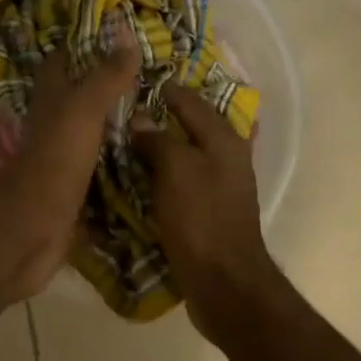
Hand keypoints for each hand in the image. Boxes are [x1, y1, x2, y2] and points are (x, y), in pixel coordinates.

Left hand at [0, 38, 138, 299]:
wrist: (33, 227)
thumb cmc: (55, 160)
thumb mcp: (83, 109)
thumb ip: (106, 76)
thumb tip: (127, 35)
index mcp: (52, 98)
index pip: (64, 59)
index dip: (85, 43)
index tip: (120, 32)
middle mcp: (55, 123)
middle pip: (80, 95)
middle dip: (109, 83)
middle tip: (150, 75)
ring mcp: (64, 156)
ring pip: (92, 130)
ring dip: (117, 122)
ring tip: (156, 111)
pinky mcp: (76, 186)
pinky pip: (102, 165)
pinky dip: (121, 159)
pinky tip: (146, 156)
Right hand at [131, 82, 281, 335]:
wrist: (224, 280)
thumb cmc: (200, 218)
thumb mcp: (176, 170)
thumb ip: (158, 139)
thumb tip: (139, 118)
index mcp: (224, 138)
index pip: (191, 100)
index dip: (166, 88)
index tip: (137, 80)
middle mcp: (229, 155)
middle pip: (195, 124)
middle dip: (167, 114)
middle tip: (130, 107)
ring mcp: (223, 184)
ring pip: (191, 152)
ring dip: (167, 143)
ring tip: (132, 137)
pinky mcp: (212, 209)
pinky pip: (186, 179)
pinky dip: (168, 172)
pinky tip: (147, 174)